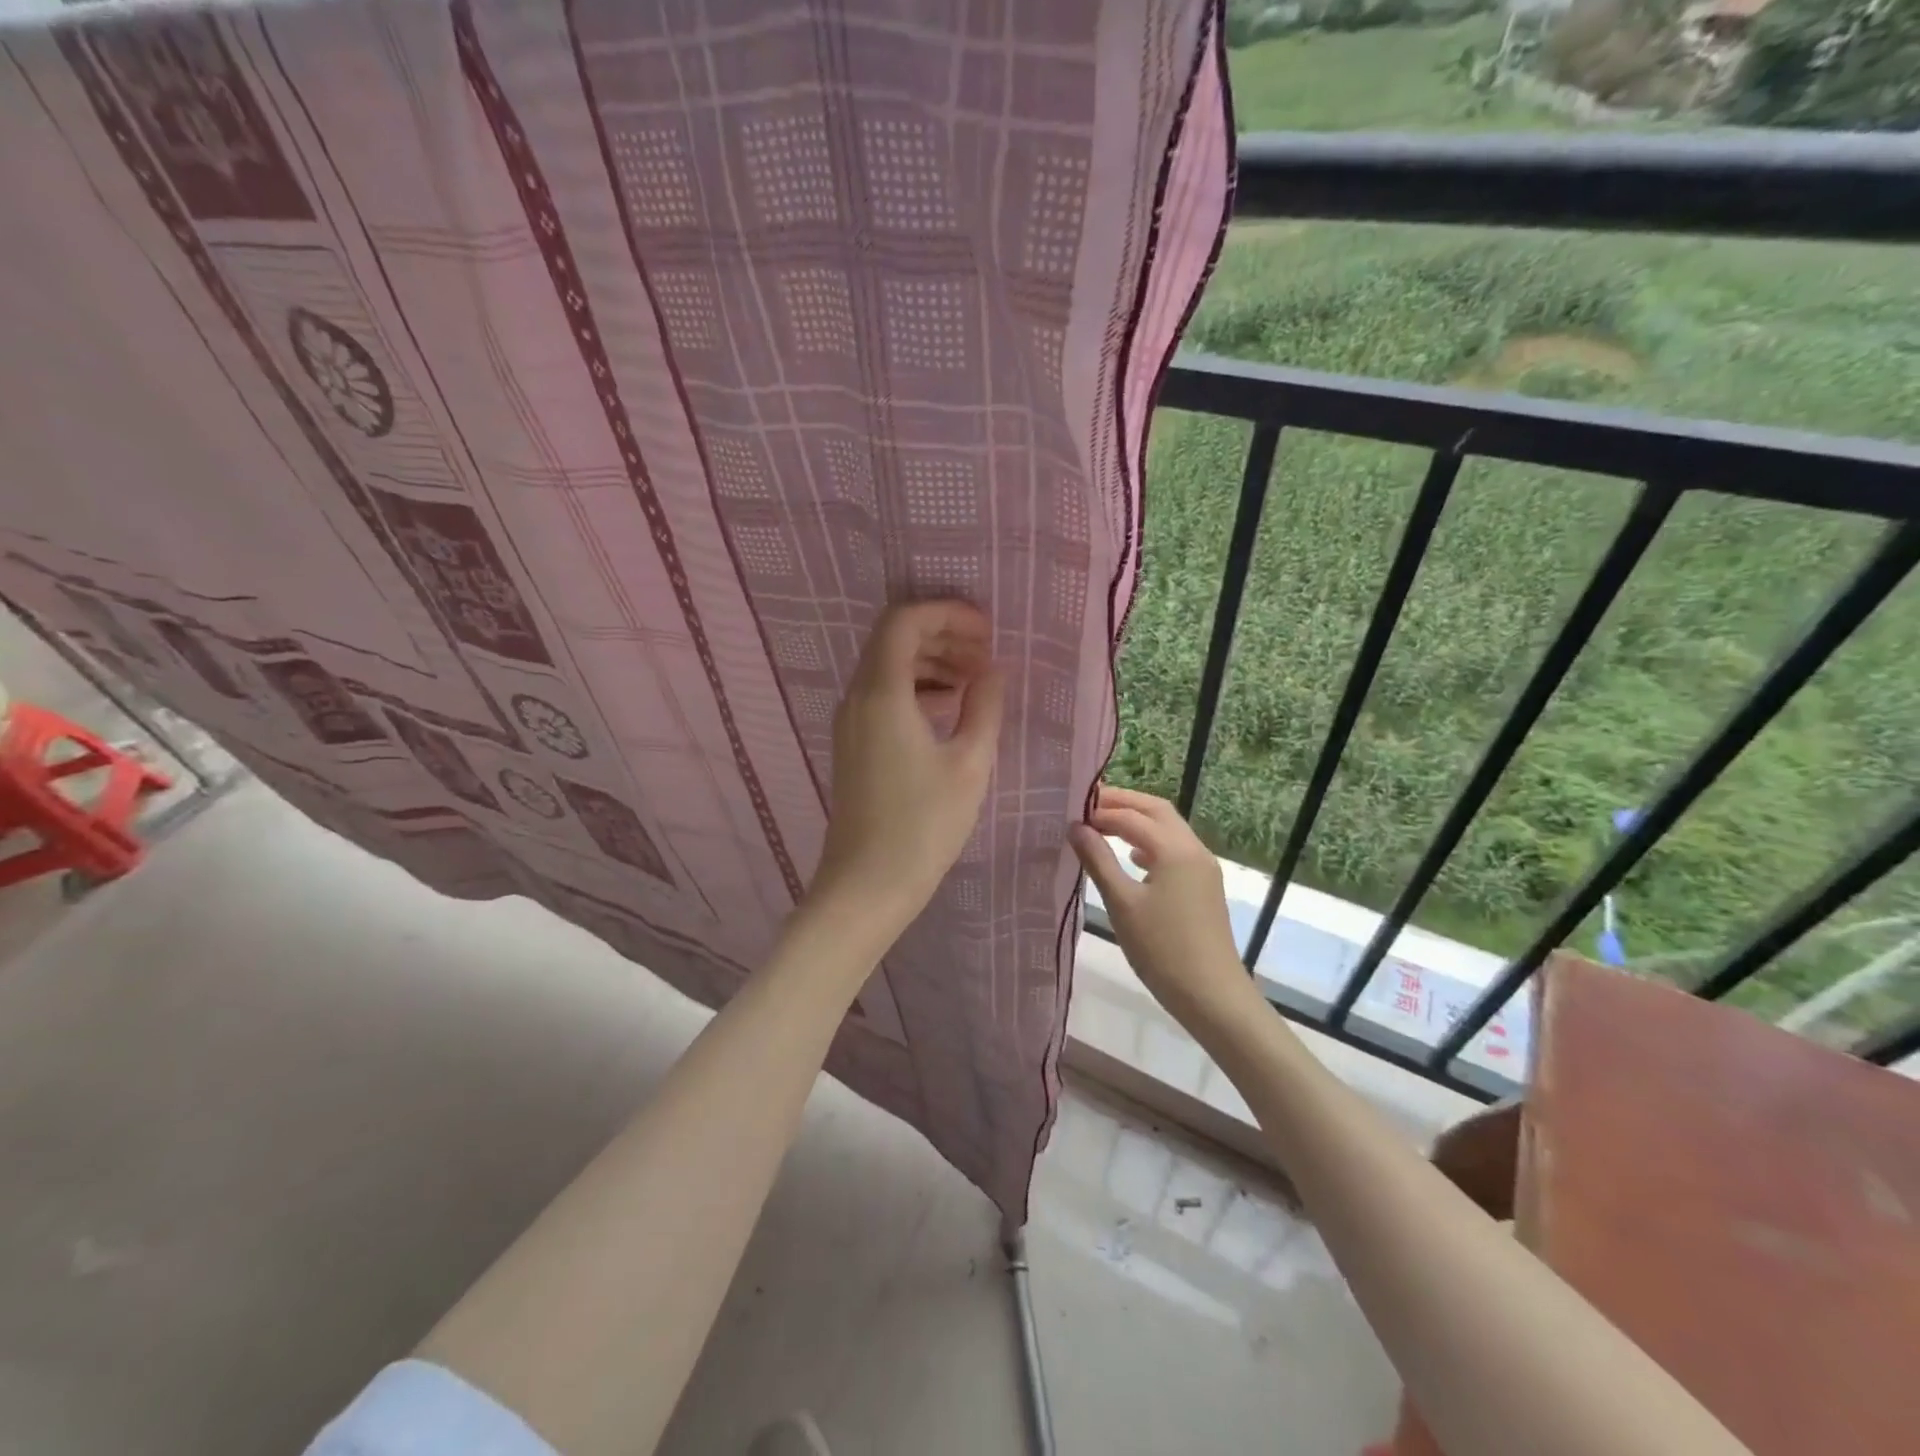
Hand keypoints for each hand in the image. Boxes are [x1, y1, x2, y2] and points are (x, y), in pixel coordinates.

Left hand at [811, 601, 1004, 928]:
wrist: (868, 884)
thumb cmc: (924, 825)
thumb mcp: (969, 763)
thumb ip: (984, 706)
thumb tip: (992, 671)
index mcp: (882, 694)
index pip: (904, 621)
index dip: (947, 613)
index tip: (986, 631)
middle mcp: (857, 698)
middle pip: (894, 639)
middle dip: (942, 635)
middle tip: (986, 654)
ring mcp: (850, 721)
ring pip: (888, 667)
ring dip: (931, 662)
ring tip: (975, 681)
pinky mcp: (853, 743)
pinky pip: (883, 695)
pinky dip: (917, 688)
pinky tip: (951, 709)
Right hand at [1070, 785, 1260, 1039]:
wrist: (1212, 996)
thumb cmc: (1162, 949)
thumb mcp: (1122, 903)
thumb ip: (1098, 860)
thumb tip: (1075, 827)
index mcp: (1175, 849)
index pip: (1131, 817)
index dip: (1099, 812)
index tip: (1068, 814)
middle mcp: (1193, 849)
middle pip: (1155, 810)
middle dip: (1122, 803)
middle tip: (1086, 806)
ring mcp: (1202, 867)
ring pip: (1167, 828)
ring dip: (1136, 821)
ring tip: (1101, 826)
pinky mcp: (1203, 885)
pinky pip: (1174, 849)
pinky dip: (1150, 842)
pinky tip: (1132, 857)